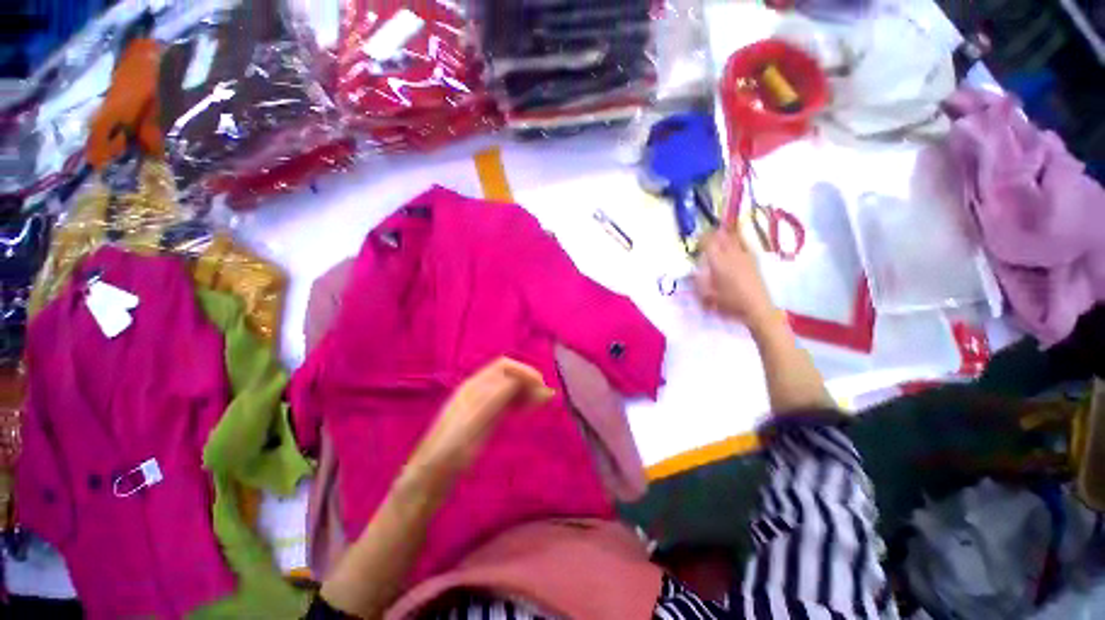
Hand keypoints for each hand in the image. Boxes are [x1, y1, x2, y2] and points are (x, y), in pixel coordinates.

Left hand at [405, 357, 553, 482]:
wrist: (430, 478)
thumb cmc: (449, 450)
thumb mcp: (473, 422)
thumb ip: (495, 397)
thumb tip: (520, 379)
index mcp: (474, 386)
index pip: (504, 366)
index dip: (524, 371)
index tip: (541, 385)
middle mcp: (479, 391)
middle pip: (509, 375)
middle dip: (528, 380)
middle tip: (546, 397)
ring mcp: (482, 405)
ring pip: (510, 389)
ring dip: (526, 390)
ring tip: (542, 402)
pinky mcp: (485, 419)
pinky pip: (507, 403)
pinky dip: (521, 401)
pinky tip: (528, 409)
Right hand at [694, 228, 777, 330]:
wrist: (757, 309)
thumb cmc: (730, 304)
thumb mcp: (708, 296)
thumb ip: (699, 282)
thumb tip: (693, 272)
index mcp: (719, 263)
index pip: (708, 243)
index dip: (701, 239)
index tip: (695, 241)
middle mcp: (732, 256)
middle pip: (722, 237)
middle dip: (713, 235)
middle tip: (705, 237)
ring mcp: (745, 257)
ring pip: (733, 239)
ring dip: (724, 236)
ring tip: (719, 237)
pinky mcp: (753, 261)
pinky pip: (743, 245)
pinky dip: (737, 242)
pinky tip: (734, 246)